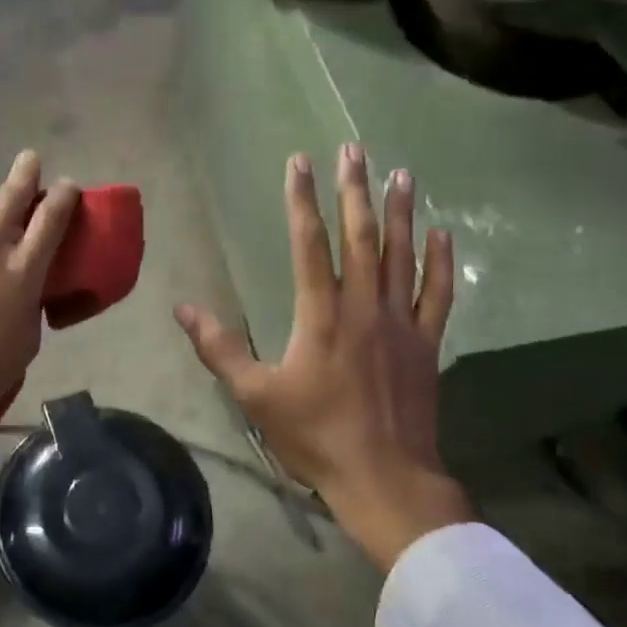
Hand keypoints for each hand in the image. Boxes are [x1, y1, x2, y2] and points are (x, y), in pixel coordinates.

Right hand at [176, 146, 472, 571]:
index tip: (301, 161)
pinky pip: (438, 294)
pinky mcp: (426, 344)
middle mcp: (364, 307)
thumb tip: (183, 309)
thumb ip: (220, 349)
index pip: (309, 244)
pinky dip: (441, 262)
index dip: (302, 200)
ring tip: (401, 173)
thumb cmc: (315, 435)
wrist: (384, 478)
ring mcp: (401, 323)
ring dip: (400, 212)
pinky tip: (443, 233)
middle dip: (354, 190)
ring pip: (402, 256)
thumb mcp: (255, 396)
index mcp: (321, 315)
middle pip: (360, 237)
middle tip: (354, 149)